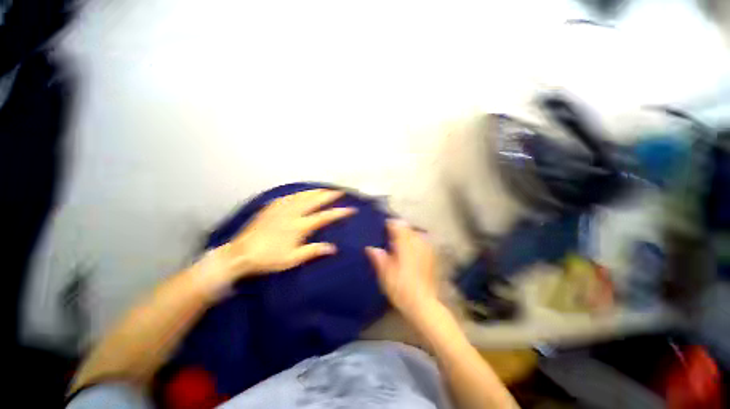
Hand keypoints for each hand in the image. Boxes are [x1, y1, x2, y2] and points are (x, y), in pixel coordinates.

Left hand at [207, 189, 355, 282]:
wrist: (240, 254)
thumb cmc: (269, 259)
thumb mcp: (293, 259)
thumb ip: (313, 251)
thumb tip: (333, 248)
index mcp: (299, 226)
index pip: (324, 216)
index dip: (339, 212)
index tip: (350, 209)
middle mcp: (292, 213)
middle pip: (314, 200)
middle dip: (329, 195)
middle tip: (339, 191)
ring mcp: (281, 208)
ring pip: (302, 196)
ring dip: (315, 191)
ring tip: (324, 189)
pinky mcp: (271, 207)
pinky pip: (288, 196)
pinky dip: (299, 193)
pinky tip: (301, 193)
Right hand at [366, 220, 439, 318]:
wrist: (422, 303)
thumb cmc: (400, 287)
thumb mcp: (385, 274)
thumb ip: (378, 258)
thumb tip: (370, 248)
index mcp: (404, 245)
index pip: (398, 226)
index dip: (390, 224)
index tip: (383, 226)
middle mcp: (417, 243)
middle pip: (408, 228)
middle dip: (399, 228)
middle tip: (390, 234)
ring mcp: (426, 250)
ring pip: (416, 234)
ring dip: (408, 234)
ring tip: (400, 241)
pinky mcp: (431, 257)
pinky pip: (423, 242)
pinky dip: (416, 242)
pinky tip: (411, 250)